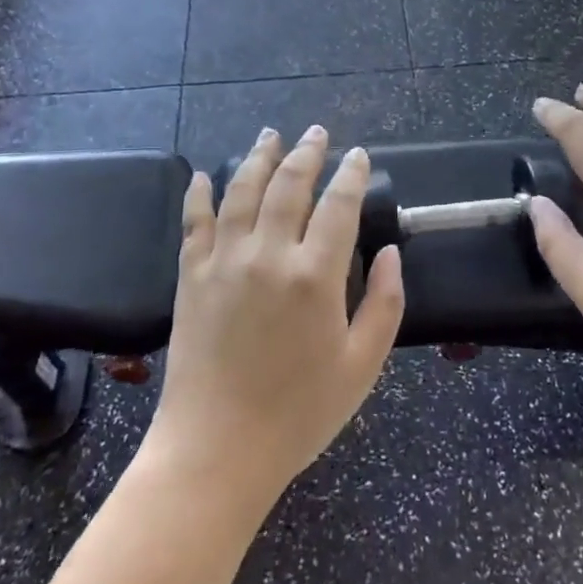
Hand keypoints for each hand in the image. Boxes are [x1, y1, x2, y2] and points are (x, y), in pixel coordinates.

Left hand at [144, 126, 405, 506]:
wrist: (216, 450)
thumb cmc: (299, 413)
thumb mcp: (361, 366)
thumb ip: (385, 304)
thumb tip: (391, 252)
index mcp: (315, 276)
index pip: (339, 205)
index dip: (351, 175)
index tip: (358, 156)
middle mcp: (268, 255)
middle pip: (289, 185)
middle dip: (306, 153)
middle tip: (316, 133)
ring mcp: (224, 261)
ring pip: (242, 191)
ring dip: (258, 157)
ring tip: (270, 135)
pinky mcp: (191, 276)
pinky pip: (194, 222)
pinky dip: (199, 194)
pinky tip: (203, 175)